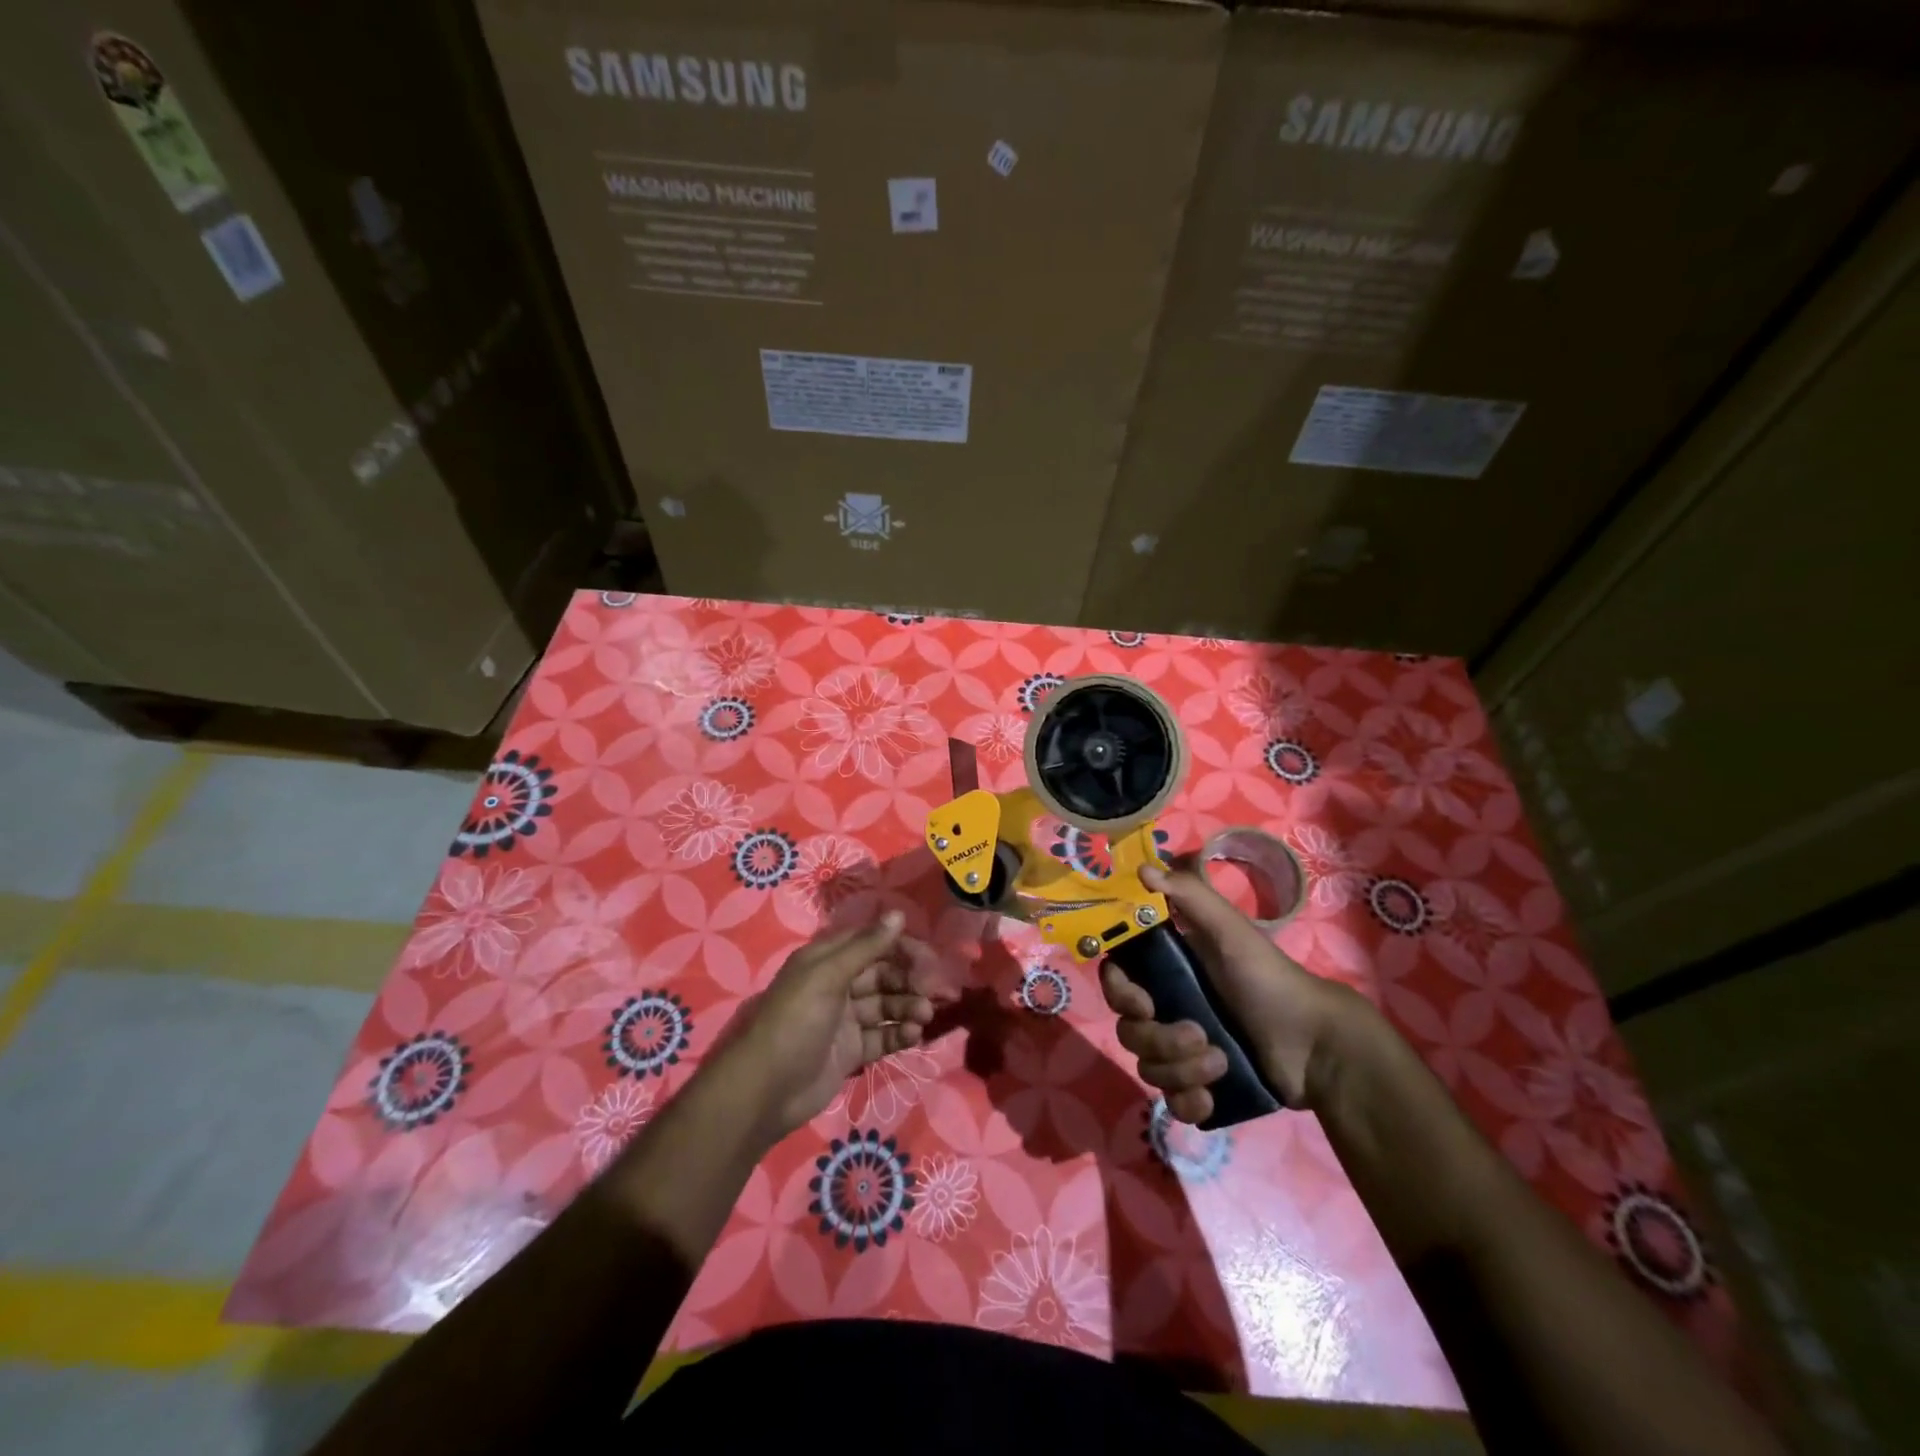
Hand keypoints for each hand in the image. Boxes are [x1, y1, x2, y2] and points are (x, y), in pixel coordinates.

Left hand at [717, 910, 948, 1138]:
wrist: (765, 1090)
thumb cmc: (795, 1021)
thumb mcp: (828, 976)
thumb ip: (866, 947)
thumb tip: (899, 915)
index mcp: (827, 960)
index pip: (872, 943)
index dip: (901, 947)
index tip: (929, 959)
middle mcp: (837, 985)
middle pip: (883, 975)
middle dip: (910, 981)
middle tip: (935, 992)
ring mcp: (845, 1020)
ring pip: (886, 1006)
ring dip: (908, 1007)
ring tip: (924, 1016)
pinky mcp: (851, 1051)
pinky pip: (882, 1036)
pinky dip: (899, 1034)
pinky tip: (913, 1035)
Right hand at [1100, 860, 1365, 1123]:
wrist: (1317, 1046)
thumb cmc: (1270, 980)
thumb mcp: (1231, 932)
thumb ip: (1189, 896)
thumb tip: (1142, 868)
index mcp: (1167, 971)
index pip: (1117, 980)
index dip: (1119, 993)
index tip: (1143, 1002)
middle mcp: (1167, 1008)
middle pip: (1128, 1029)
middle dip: (1160, 1040)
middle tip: (1199, 1035)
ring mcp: (1182, 1050)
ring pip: (1148, 1067)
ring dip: (1181, 1070)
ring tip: (1220, 1063)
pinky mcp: (1199, 1086)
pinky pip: (1171, 1101)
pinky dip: (1187, 1102)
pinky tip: (1210, 1098)